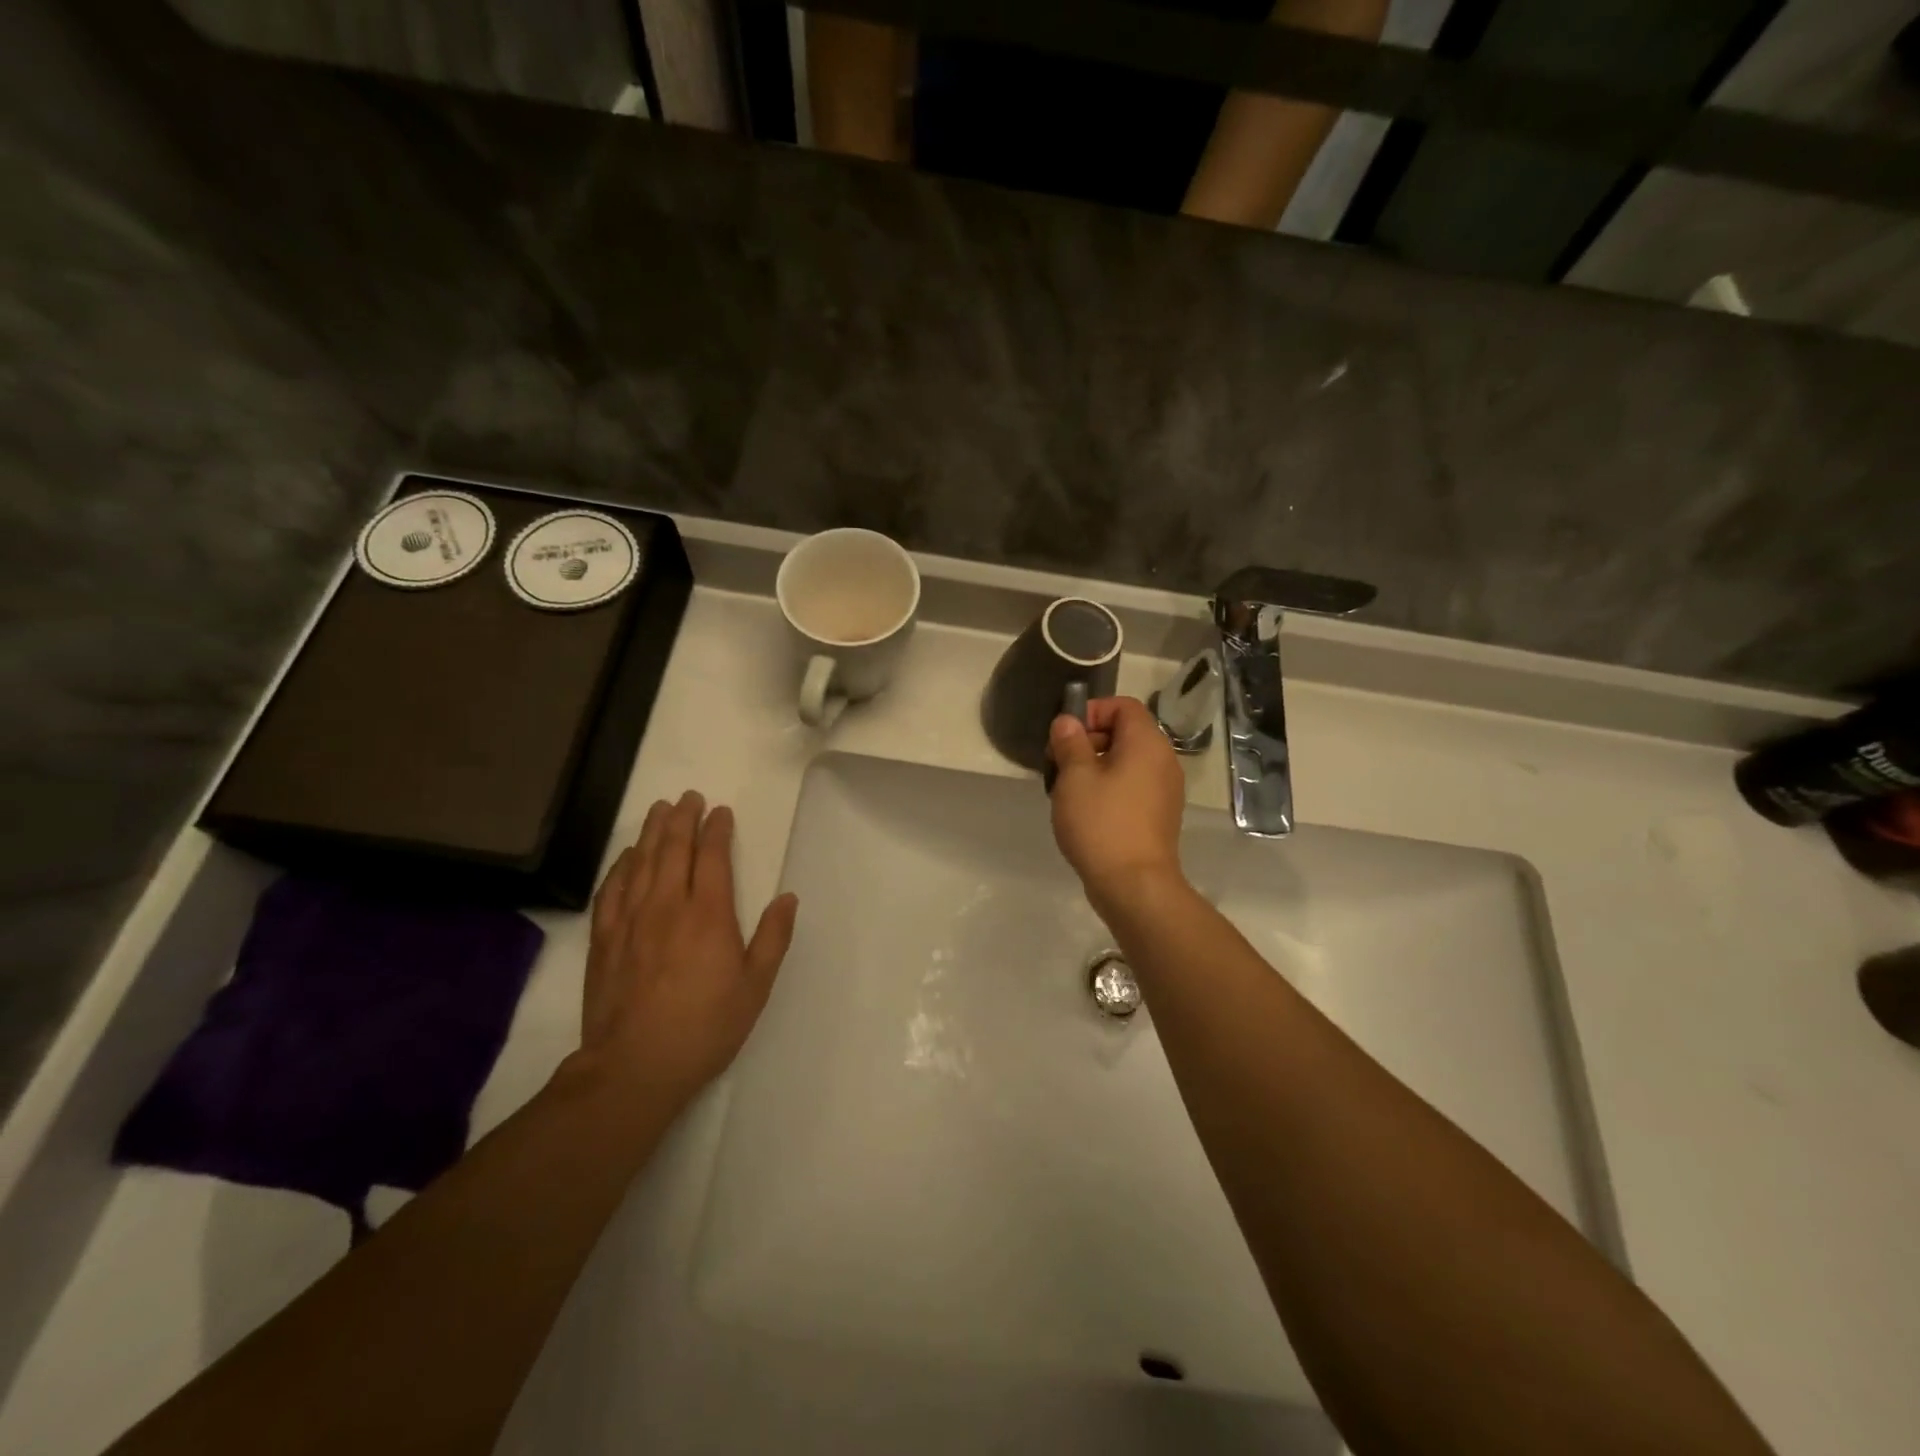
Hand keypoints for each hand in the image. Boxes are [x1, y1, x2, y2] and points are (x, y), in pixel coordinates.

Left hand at [579, 791, 798, 1109]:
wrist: (635, 1066)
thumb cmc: (706, 1026)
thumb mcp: (755, 986)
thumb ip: (772, 938)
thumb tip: (787, 898)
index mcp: (708, 914)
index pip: (712, 857)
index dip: (717, 830)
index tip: (721, 811)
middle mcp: (668, 906)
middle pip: (673, 850)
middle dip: (683, 819)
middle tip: (688, 797)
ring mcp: (631, 921)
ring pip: (641, 863)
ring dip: (652, 832)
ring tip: (660, 810)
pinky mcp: (604, 940)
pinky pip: (611, 891)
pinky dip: (621, 867)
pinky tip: (626, 857)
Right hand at [1048, 697, 1188, 911]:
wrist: (1134, 885)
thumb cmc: (1102, 822)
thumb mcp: (1075, 777)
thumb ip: (1070, 742)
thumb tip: (1067, 722)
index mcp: (1147, 743)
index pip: (1124, 706)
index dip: (1092, 711)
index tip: (1065, 735)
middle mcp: (1163, 761)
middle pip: (1125, 733)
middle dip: (1088, 740)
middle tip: (1058, 763)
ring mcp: (1165, 790)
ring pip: (1126, 762)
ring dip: (1095, 767)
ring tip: (1067, 790)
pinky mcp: (1159, 815)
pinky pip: (1132, 787)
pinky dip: (1109, 788)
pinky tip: (1085, 811)